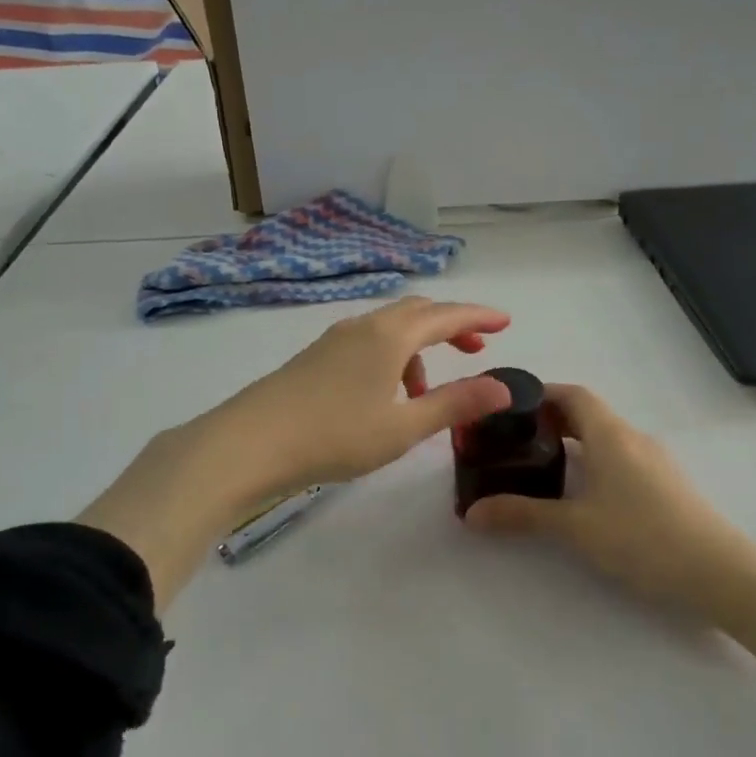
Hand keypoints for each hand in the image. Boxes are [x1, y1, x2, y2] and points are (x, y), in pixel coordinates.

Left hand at [80, 297, 512, 609]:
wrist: (249, 443)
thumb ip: (455, 404)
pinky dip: (391, 358)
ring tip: (427, 392)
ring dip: (418, 348)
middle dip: (451, 325)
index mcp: (390, 336)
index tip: (506, 322)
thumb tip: (503, 387)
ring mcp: (333, 339)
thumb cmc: (334, 435)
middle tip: (476, 348)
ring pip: (389, 328)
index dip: (479, 316)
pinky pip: (366, 343)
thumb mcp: (404, 426)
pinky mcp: (314, 357)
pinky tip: (384, 395)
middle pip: (417, 312)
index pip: (446, 315)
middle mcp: (363, 326)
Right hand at [464, 384, 755, 619]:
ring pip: (607, 437)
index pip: (573, 394)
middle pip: (589, 413)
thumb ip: (522, 514)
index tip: (510, 407)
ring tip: (543, 467)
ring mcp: (656, 460)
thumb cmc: (642, 538)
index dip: (540, 394)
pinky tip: (585, 494)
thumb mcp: (575, 527)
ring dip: (575, 442)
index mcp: (611, 435)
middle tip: (516, 440)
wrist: (719, 572)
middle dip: (551, 420)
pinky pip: (623, 457)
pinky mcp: (668, 484)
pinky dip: (596, 461)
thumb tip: (472, 512)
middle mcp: (635, 438)